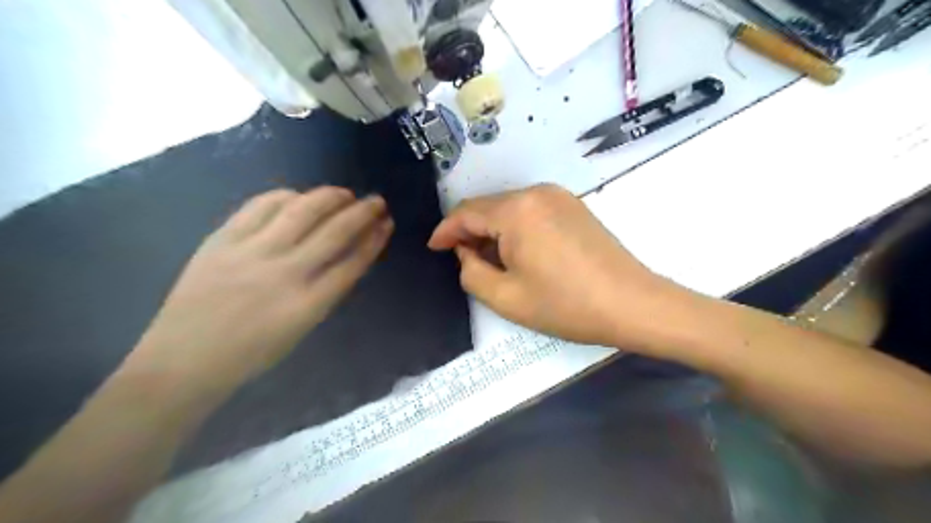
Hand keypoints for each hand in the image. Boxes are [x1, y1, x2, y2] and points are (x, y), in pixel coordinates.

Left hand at [123, 188, 390, 396]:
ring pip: (300, 211)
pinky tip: (298, 196)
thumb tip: (344, 256)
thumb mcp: (302, 329)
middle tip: (376, 200)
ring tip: (344, 193)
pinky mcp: (222, 240)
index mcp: (308, 305)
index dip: (374, 239)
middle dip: (362, 212)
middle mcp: (285, 273)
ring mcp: (252, 253)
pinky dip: (284, 196)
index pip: (353, 262)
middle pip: (334, 232)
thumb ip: (325, 292)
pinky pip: (260, 206)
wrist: (183, 361)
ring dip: (329, 197)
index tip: (387, 223)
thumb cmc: (251, 354)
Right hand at [428, 184, 682, 351]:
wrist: (631, 304)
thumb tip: (465, 253)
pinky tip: (518, 253)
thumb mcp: (506, 297)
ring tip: (490, 261)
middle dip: (469, 232)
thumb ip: (471, 272)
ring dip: (493, 231)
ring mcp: (558, 196)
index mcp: (516, 210)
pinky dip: (515, 229)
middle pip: (488, 207)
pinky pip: (530, 211)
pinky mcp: (573, 206)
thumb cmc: (565, 305)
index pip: (466, 213)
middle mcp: (536, 192)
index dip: (445, 231)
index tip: (434, 248)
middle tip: (462, 261)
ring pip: (509, 209)